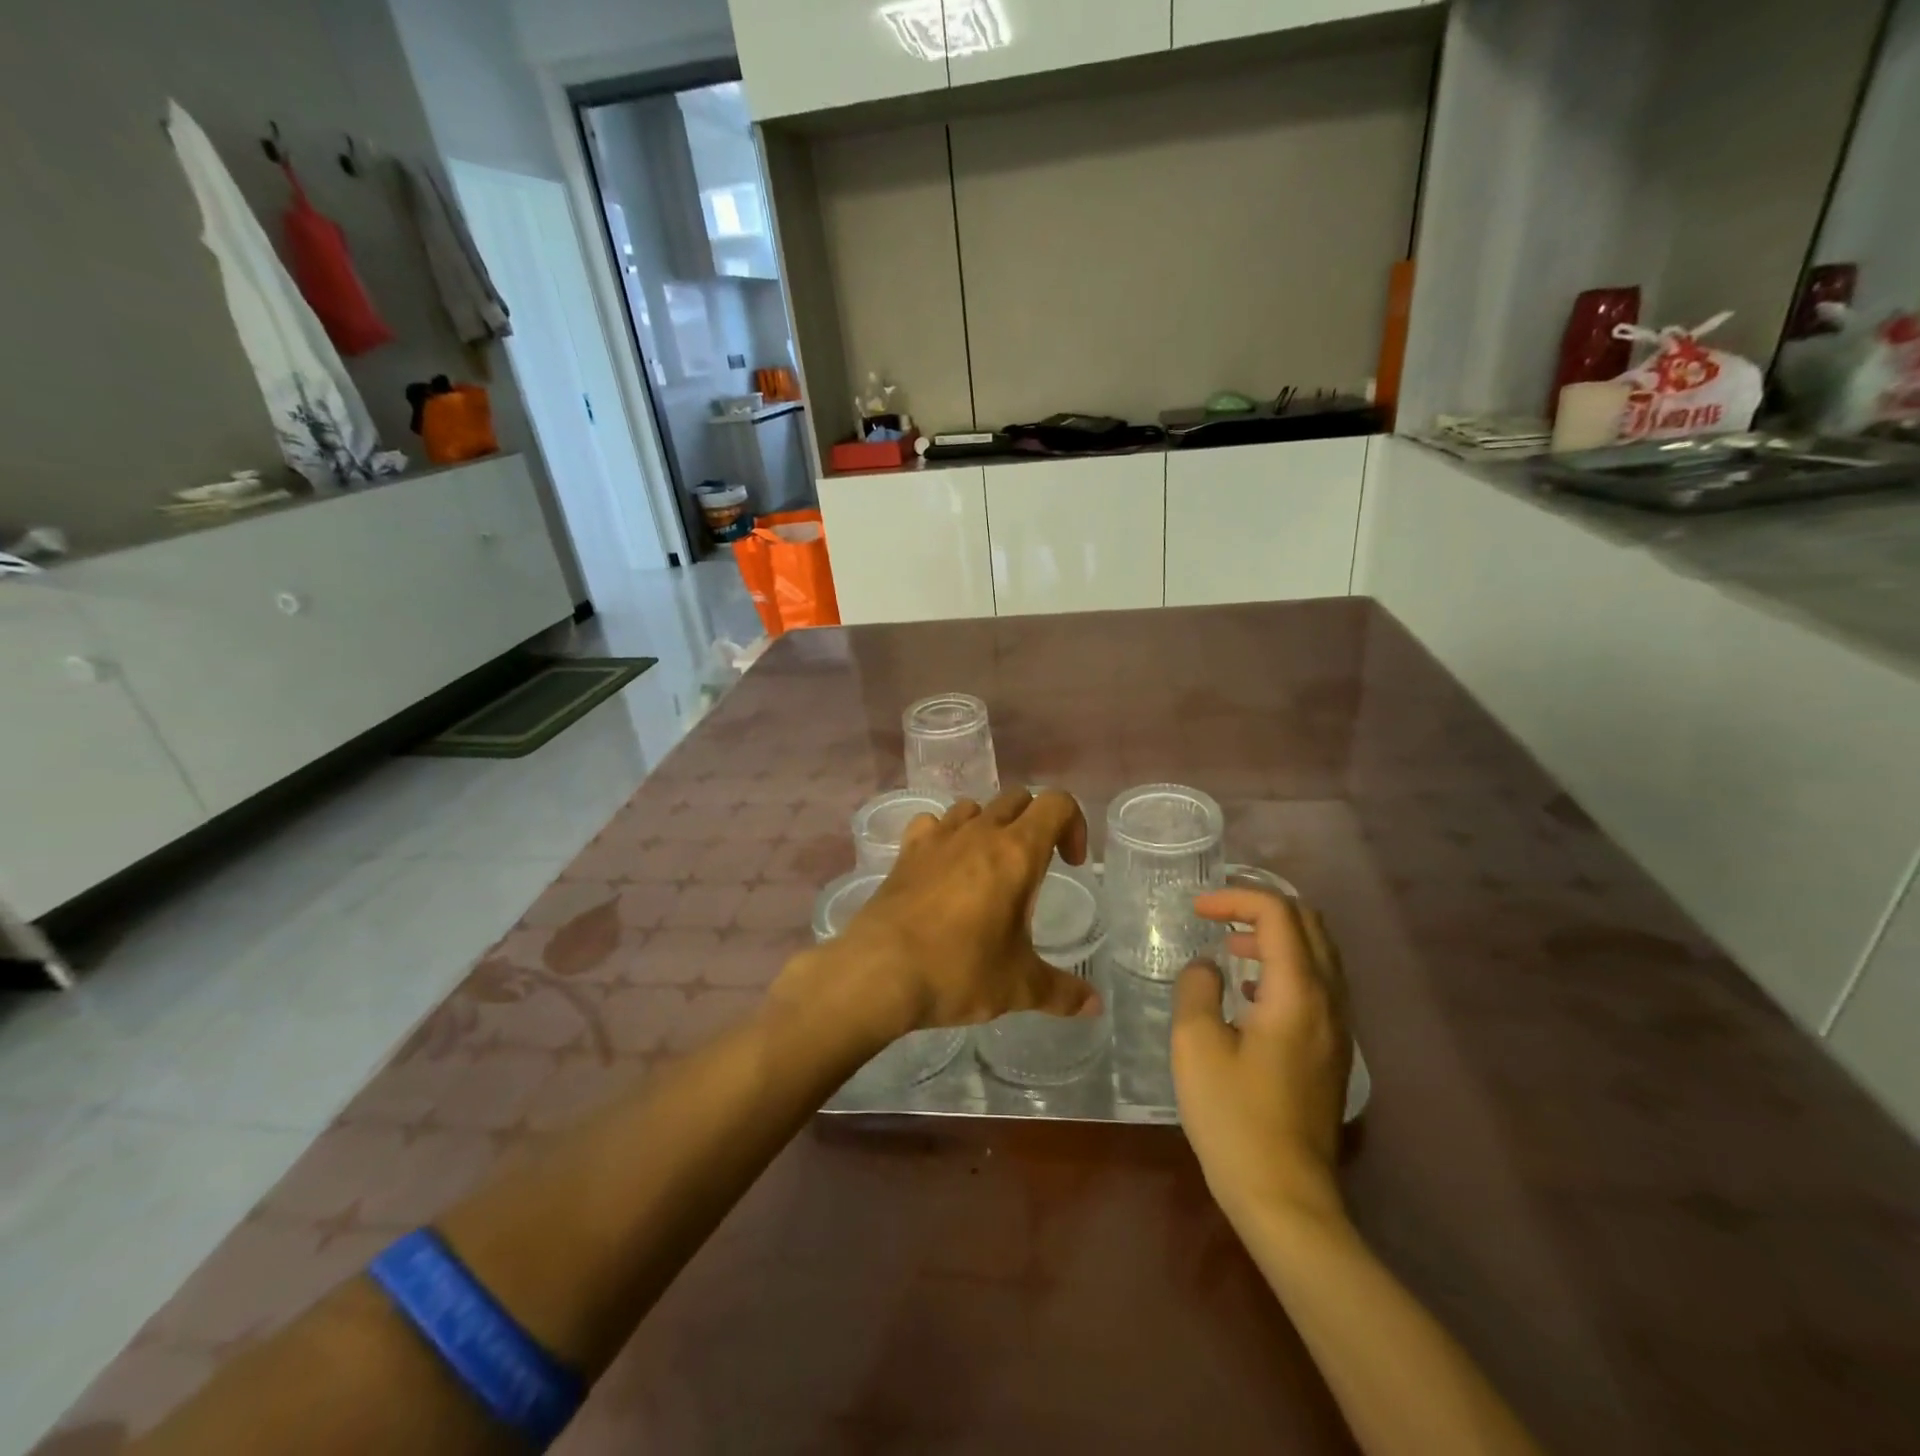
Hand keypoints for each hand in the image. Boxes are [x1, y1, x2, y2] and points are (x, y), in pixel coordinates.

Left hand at [784, 790, 1100, 1043]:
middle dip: (1035, 824)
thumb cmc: (959, 971)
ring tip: (989, 867)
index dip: (1074, 824)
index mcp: (1017, 852)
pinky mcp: (906, 851)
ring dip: (990, 825)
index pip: (1057, 803)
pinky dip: (945, 835)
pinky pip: (932, 824)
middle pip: (1018, 799)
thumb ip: (1062, 992)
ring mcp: (938, 837)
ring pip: (974, 806)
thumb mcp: (1019, 986)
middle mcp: (979, 832)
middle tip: (1035, 869)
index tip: (1071, 865)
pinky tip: (943, 868)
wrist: (879, 972)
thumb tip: (1095, 1007)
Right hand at [1171, 887, 1350, 1227]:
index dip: (1235, 898)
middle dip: (1260, 908)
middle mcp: (1329, 1001)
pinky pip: (1318, 984)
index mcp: (1297, 992)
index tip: (1196, 910)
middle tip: (1217, 917)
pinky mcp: (1334, 1051)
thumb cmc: (1235, 1119)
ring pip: (1318, 954)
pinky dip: (1285, 967)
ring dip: (1275, 937)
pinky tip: (1249, 994)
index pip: (1278, 914)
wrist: (1286, 1198)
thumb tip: (1207, 967)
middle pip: (1309, 924)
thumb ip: (1197, 989)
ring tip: (1230, 949)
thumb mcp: (1196, 1045)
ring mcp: (1338, 1028)